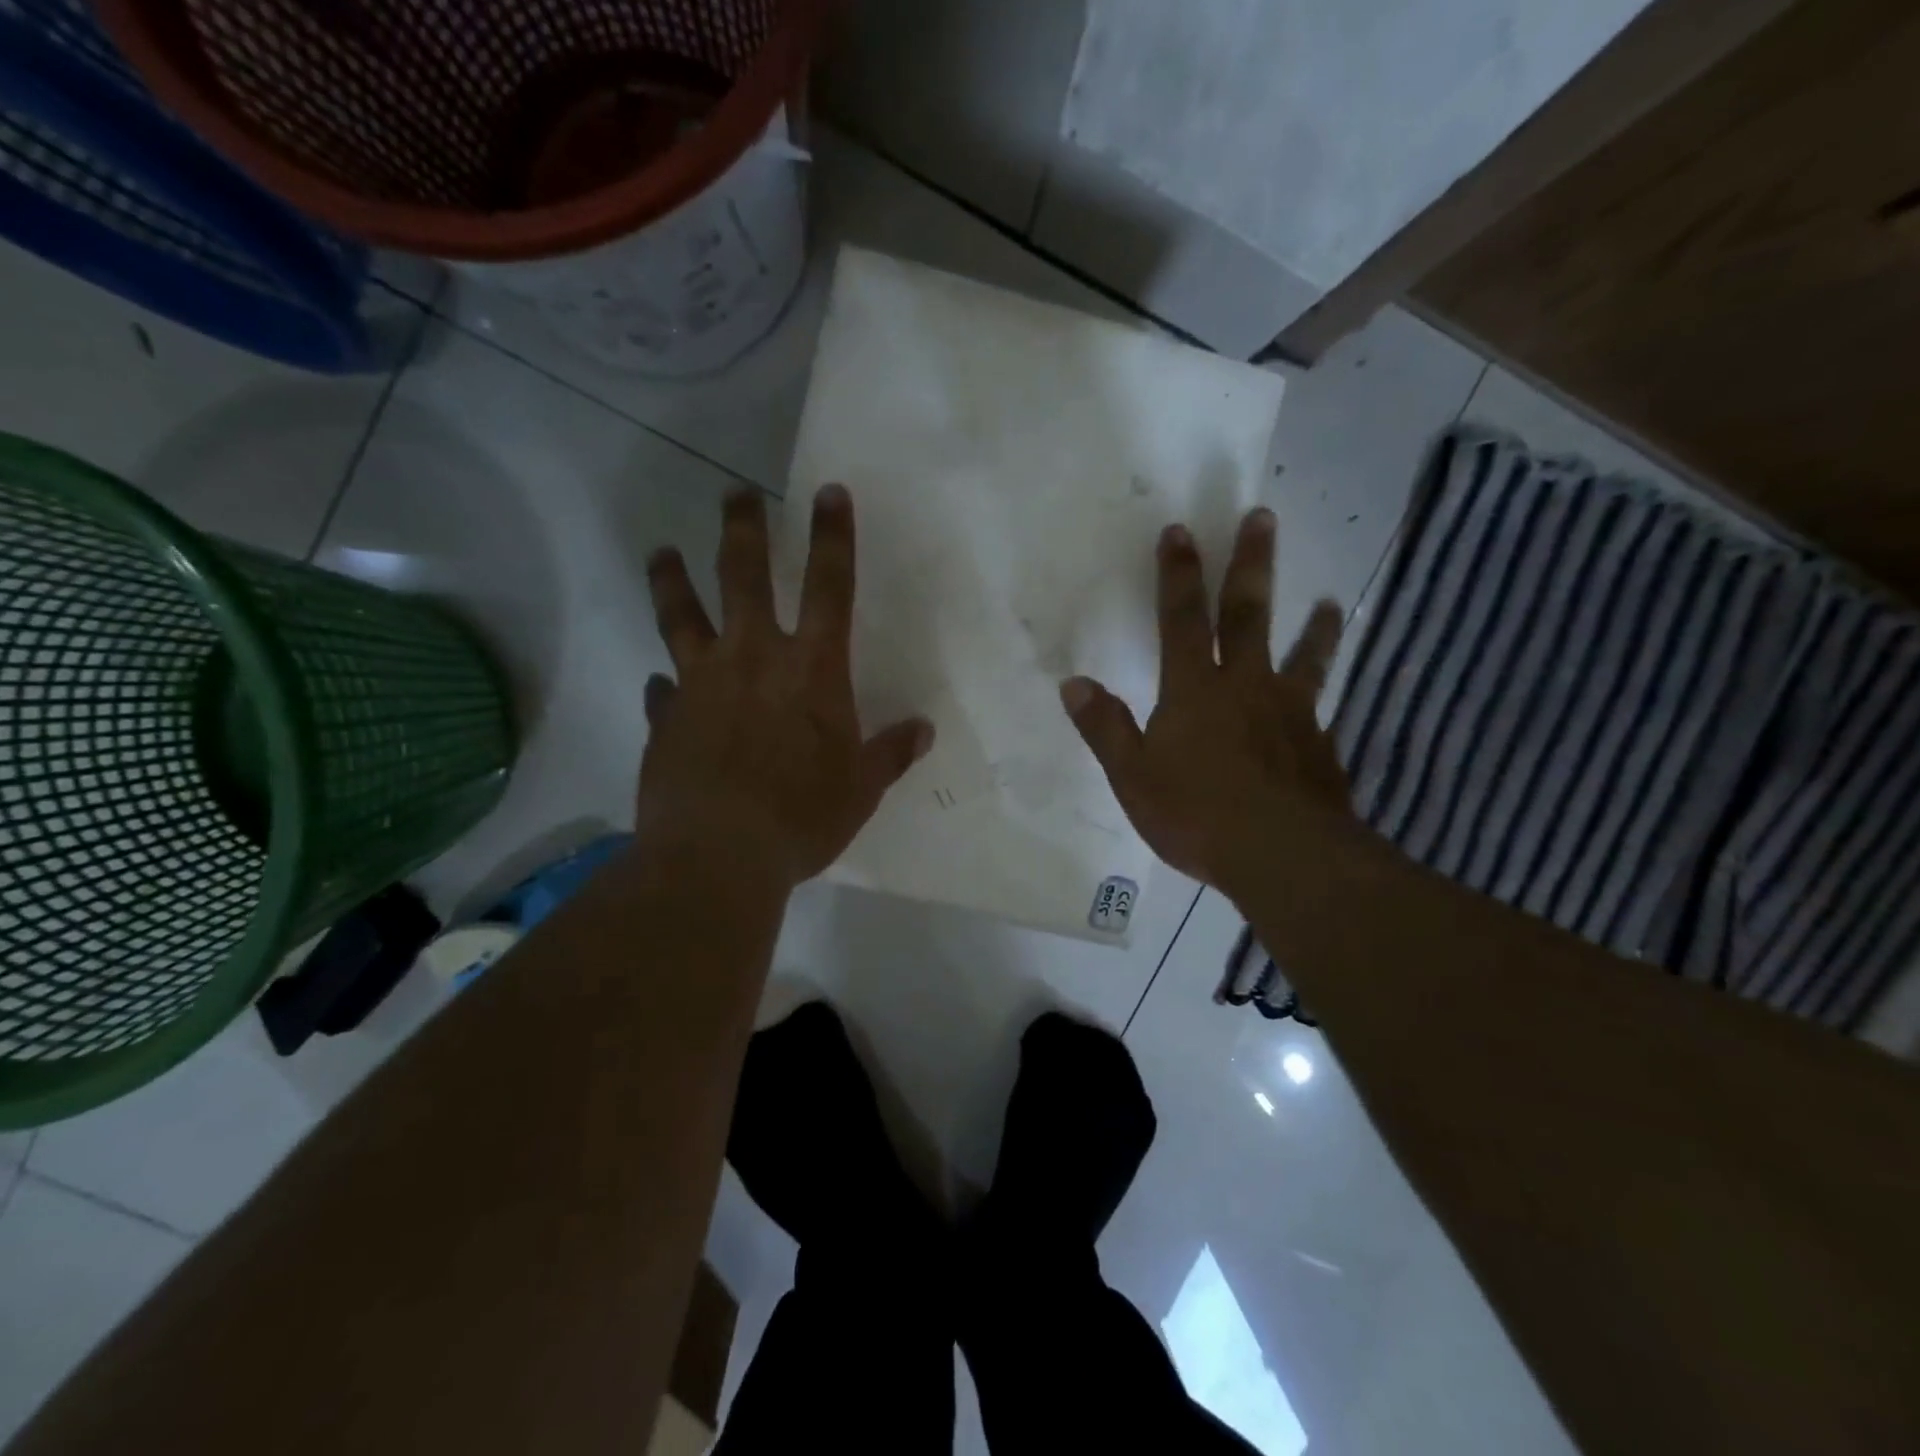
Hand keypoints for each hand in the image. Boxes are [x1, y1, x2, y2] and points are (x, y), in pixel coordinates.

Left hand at [641, 485, 933, 889]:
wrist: (718, 856)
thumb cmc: (802, 817)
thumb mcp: (861, 789)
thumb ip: (891, 753)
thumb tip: (923, 730)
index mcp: (811, 669)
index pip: (829, 587)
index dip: (833, 537)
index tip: (829, 492)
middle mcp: (753, 659)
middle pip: (743, 576)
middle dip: (743, 529)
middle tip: (736, 494)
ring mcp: (700, 684)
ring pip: (680, 614)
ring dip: (671, 579)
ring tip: (661, 551)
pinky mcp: (664, 718)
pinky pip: (660, 690)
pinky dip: (662, 685)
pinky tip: (659, 685)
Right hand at [1060, 508, 1354, 898]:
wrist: (1282, 855)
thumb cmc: (1197, 814)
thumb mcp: (1133, 777)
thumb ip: (1106, 728)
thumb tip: (1073, 683)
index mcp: (1194, 689)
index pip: (1181, 618)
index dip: (1177, 573)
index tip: (1180, 530)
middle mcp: (1246, 685)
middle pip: (1248, 614)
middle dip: (1251, 564)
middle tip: (1263, 517)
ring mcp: (1289, 712)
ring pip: (1302, 655)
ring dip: (1313, 625)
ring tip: (1330, 601)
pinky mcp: (1318, 744)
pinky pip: (1321, 705)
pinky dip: (1324, 695)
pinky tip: (1327, 699)